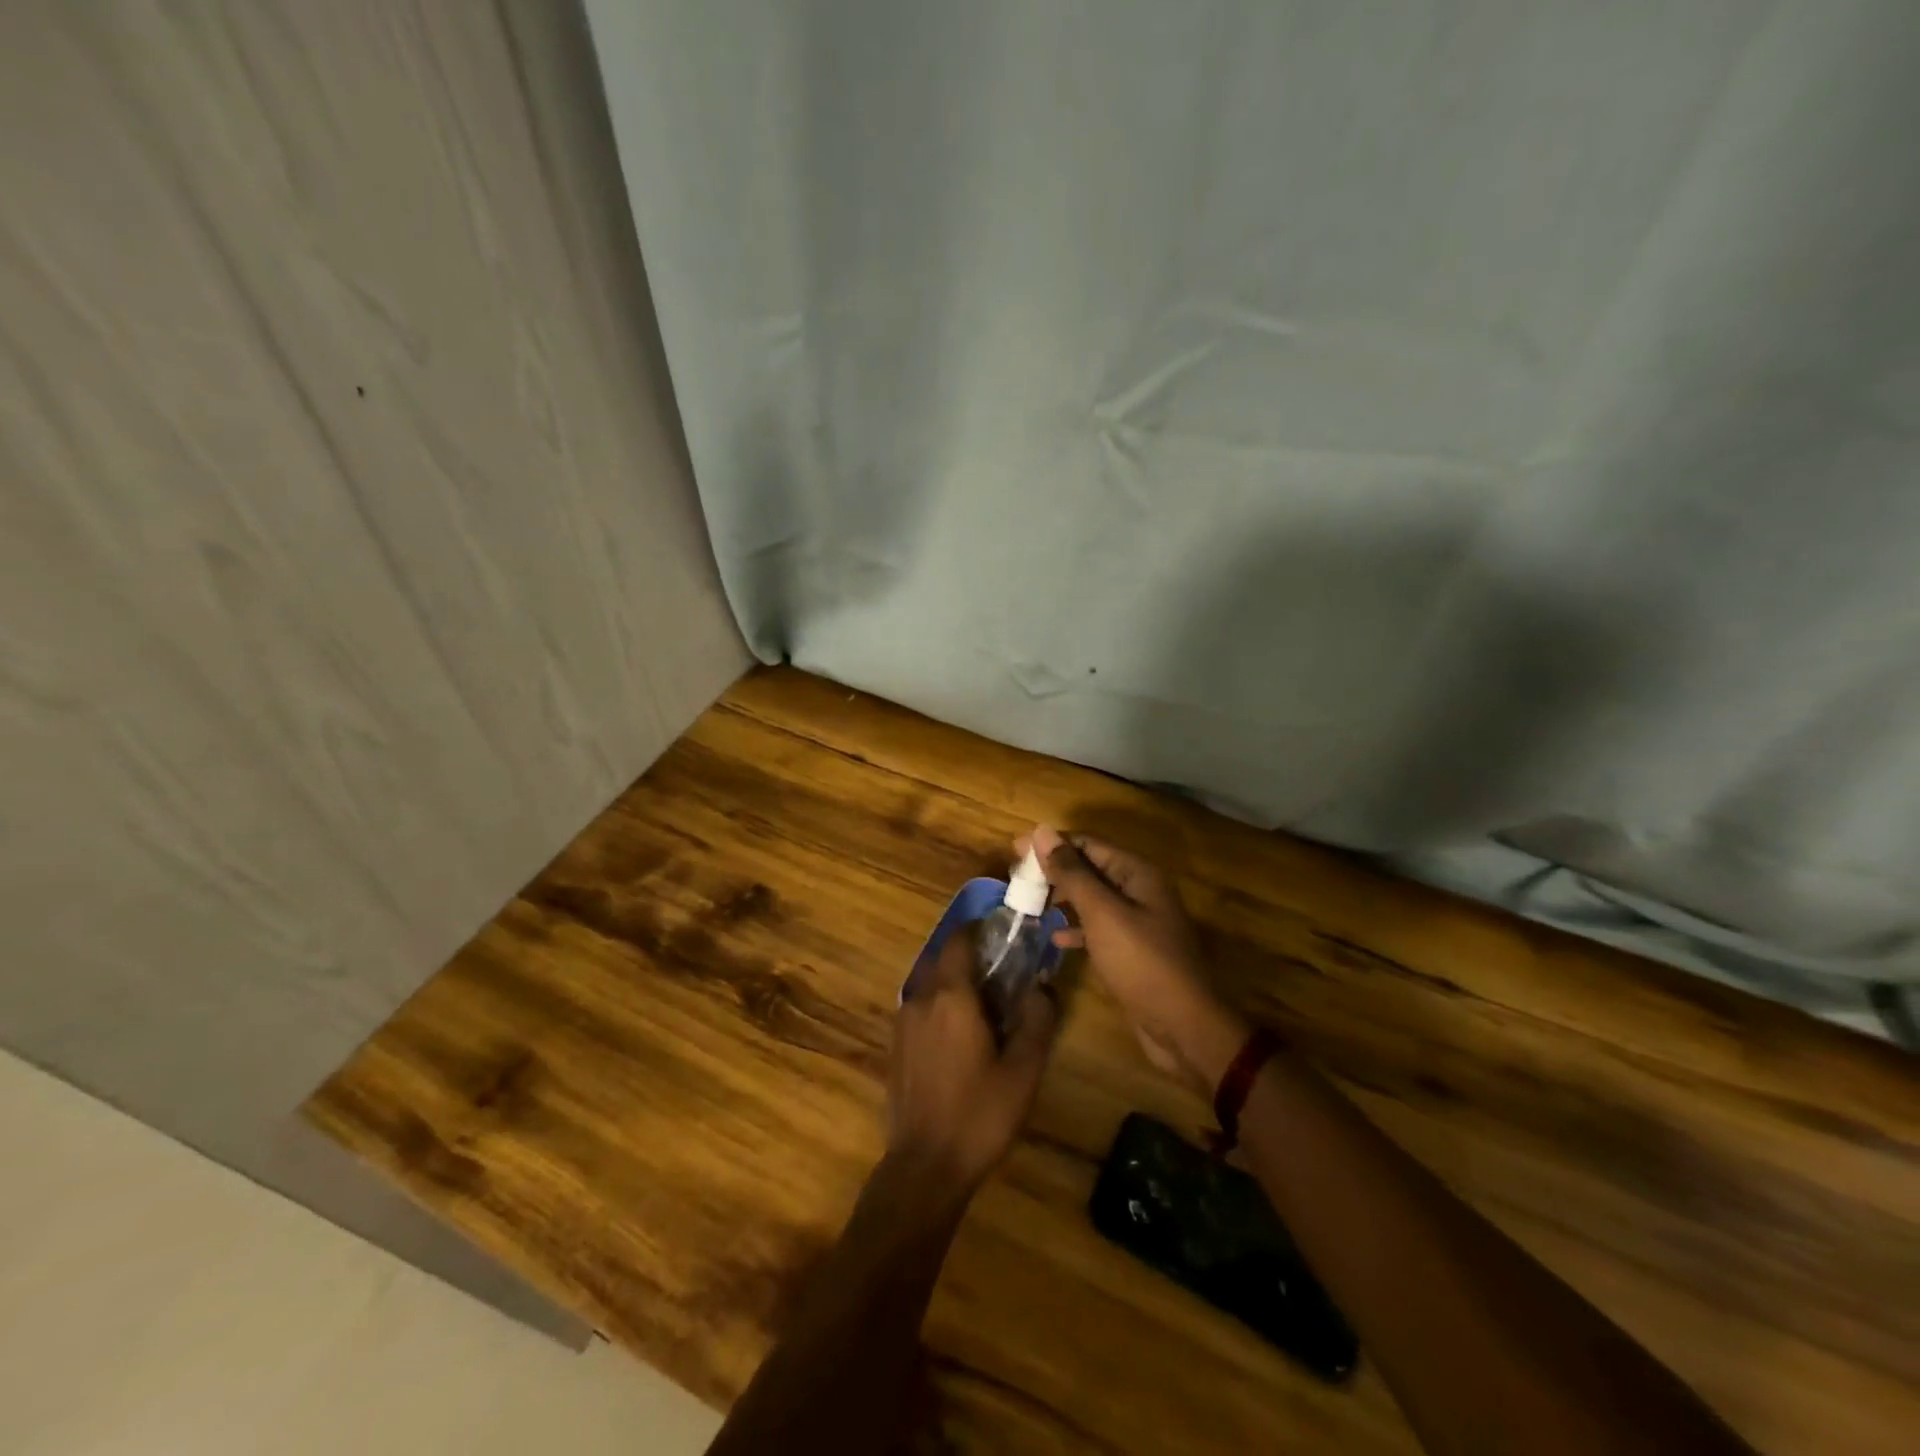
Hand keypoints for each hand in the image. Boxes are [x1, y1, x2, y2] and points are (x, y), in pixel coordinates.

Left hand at [887, 932, 1059, 1193]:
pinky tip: (960, 1037)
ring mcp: (902, 1023)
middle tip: (1002, 974)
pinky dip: (940, 1007)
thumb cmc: (979, 1114)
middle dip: (970, 958)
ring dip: (955, 984)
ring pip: (930, 985)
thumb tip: (1043, 985)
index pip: (959, 941)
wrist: (925, 1166)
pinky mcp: (895, 1046)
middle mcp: (921, 999)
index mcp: (951, 997)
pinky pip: (921, 1009)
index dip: (979, 930)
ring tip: (985, 1008)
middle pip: (943, 960)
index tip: (1002, 933)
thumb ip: (1037, 1021)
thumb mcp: (1023, 1071)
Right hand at [1027, 825, 1247, 1095]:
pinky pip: (1098, 928)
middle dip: (1054, 871)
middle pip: (1089, 868)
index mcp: (1136, 873)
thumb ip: (1072, 873)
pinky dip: (1076, 928)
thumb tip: (1042, 831)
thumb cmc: (1141, 962)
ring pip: (1092, 898)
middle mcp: (1139, 890)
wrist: (1182, 1026)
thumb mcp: (1102, 913)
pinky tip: (1055, 938)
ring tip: (1027, 904)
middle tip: (1016, 879)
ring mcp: (1137, 921)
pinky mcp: (1131, 949)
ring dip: (1062, 898)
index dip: (1051, 843)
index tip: (1014, 850)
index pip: (1087, 843)